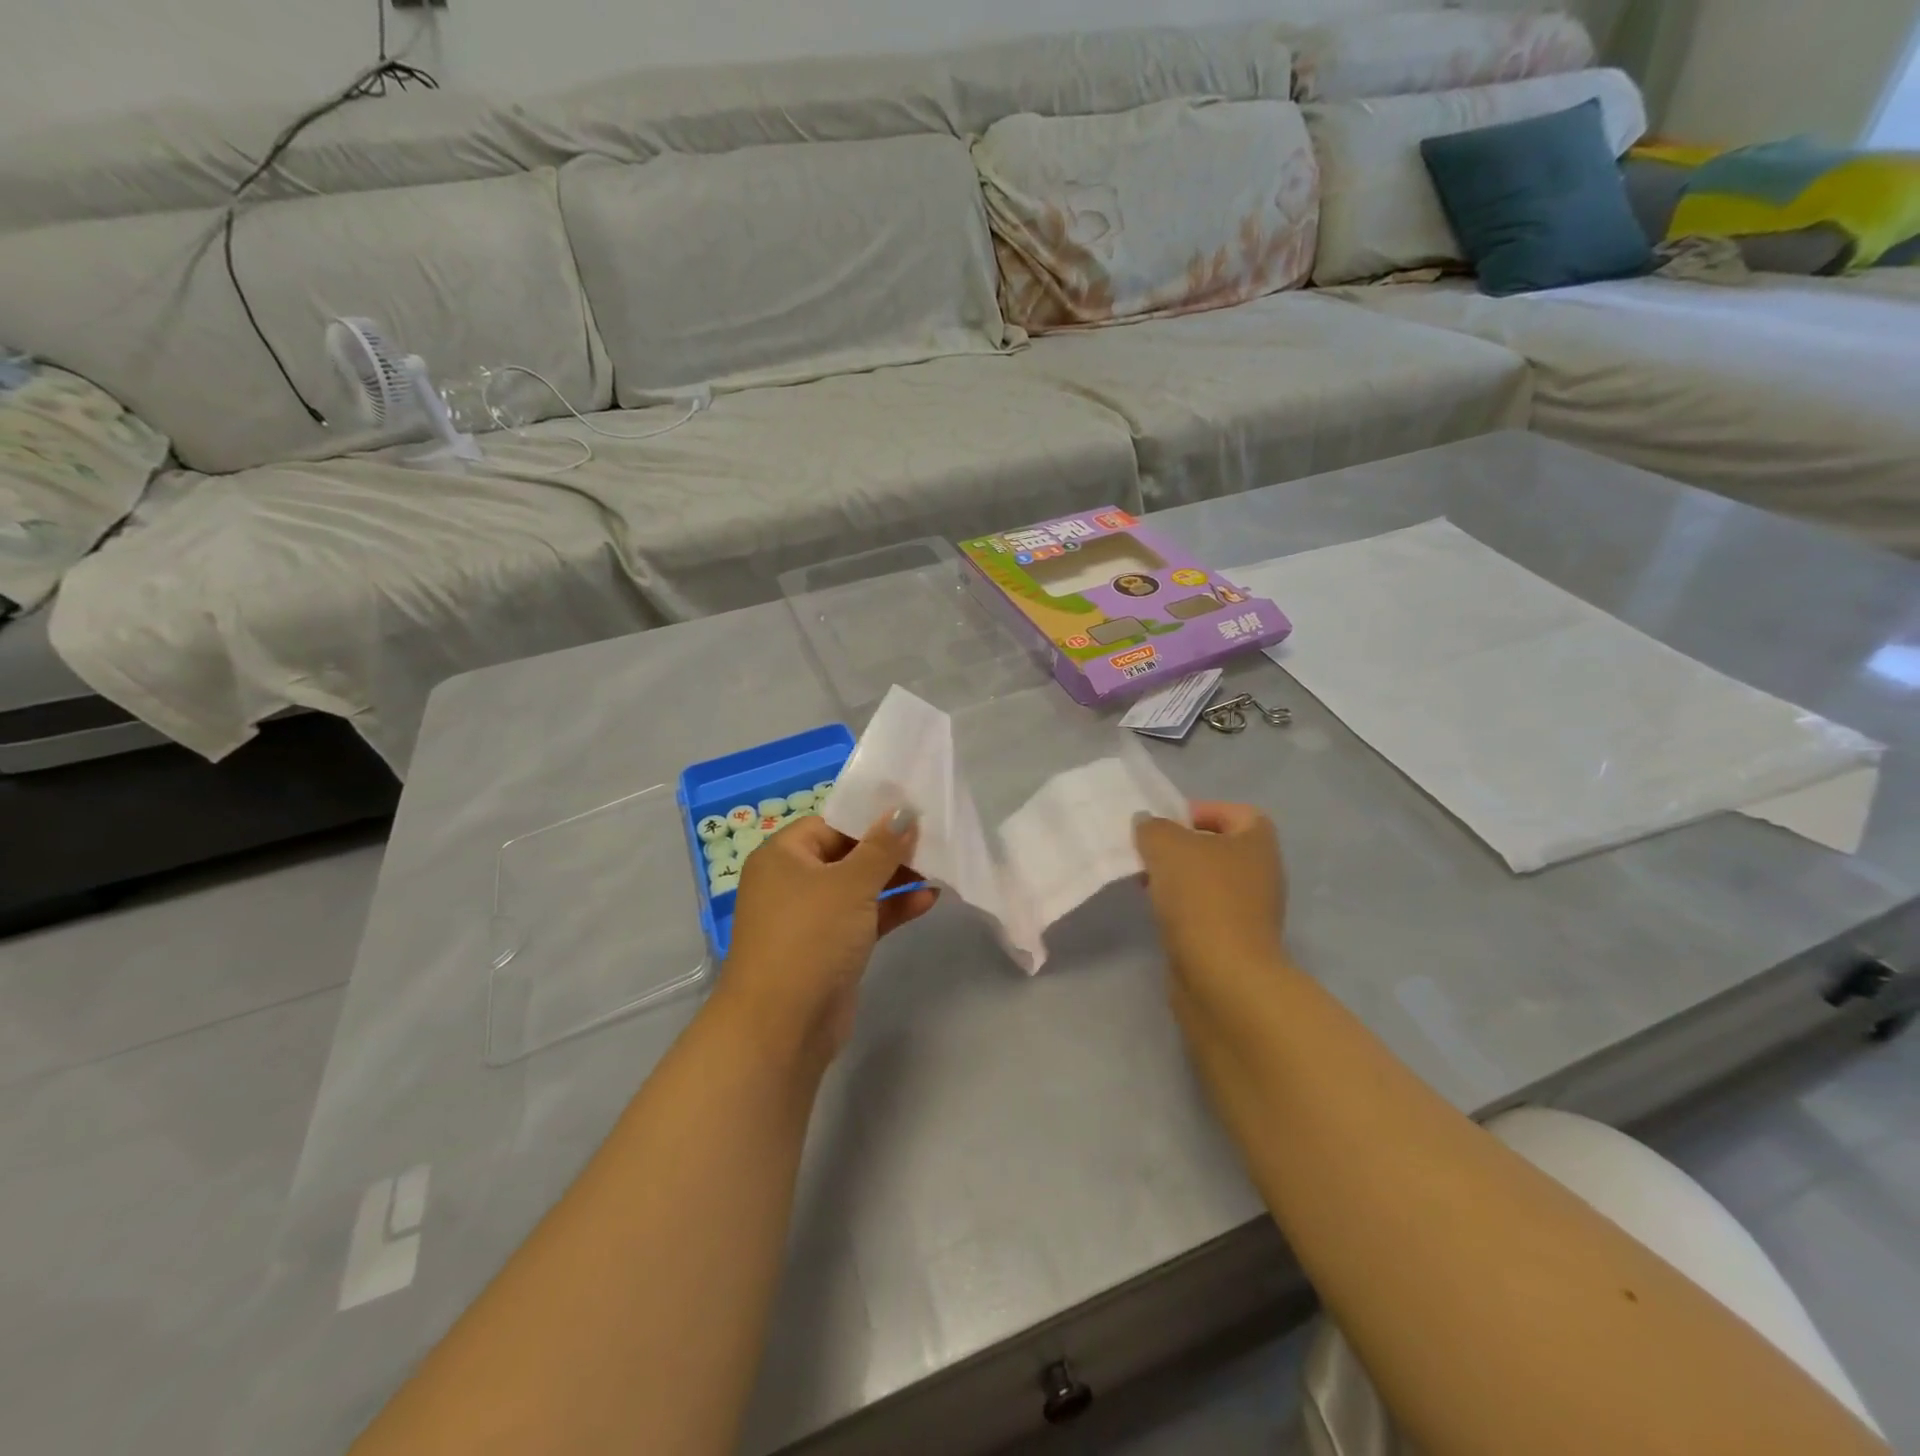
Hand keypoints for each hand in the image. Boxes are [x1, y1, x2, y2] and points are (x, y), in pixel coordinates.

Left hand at [720, 809, 938, 1061]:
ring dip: (896, 878)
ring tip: (940, 865)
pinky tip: (930, 899)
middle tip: (934, 837)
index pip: (832, 822)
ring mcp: (811, 917)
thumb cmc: (811, 937)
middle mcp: (793, 881)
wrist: (782, 1026)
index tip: (914, 811)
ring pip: (859, 886)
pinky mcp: (830, 948)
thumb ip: (882, 846)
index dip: (871, 816)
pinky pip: (864, 916)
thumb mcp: (851, 884)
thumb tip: (903, 811)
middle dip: (889, 848)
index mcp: (783, 855)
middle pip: (847, 853)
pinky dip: (892, 908)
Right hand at [1133, 802, 1288, 989]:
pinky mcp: (1233, 941)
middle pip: (1217, 847)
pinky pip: (1203, 912)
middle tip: (1146, 851)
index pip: (1234, 812)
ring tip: (1143, 881)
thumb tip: (1146, 824)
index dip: (1200, 810)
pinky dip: (1180, 908)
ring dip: (1177, 879)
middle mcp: (1261, 872)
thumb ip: (1152, 827)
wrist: (1223, 977)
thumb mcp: (1166, 846)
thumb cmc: (1202, 898)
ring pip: (1207, 881)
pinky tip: (1156, 912)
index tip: (1164, 823)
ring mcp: (1250, 910)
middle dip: (1180, 846)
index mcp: (1258, 841)